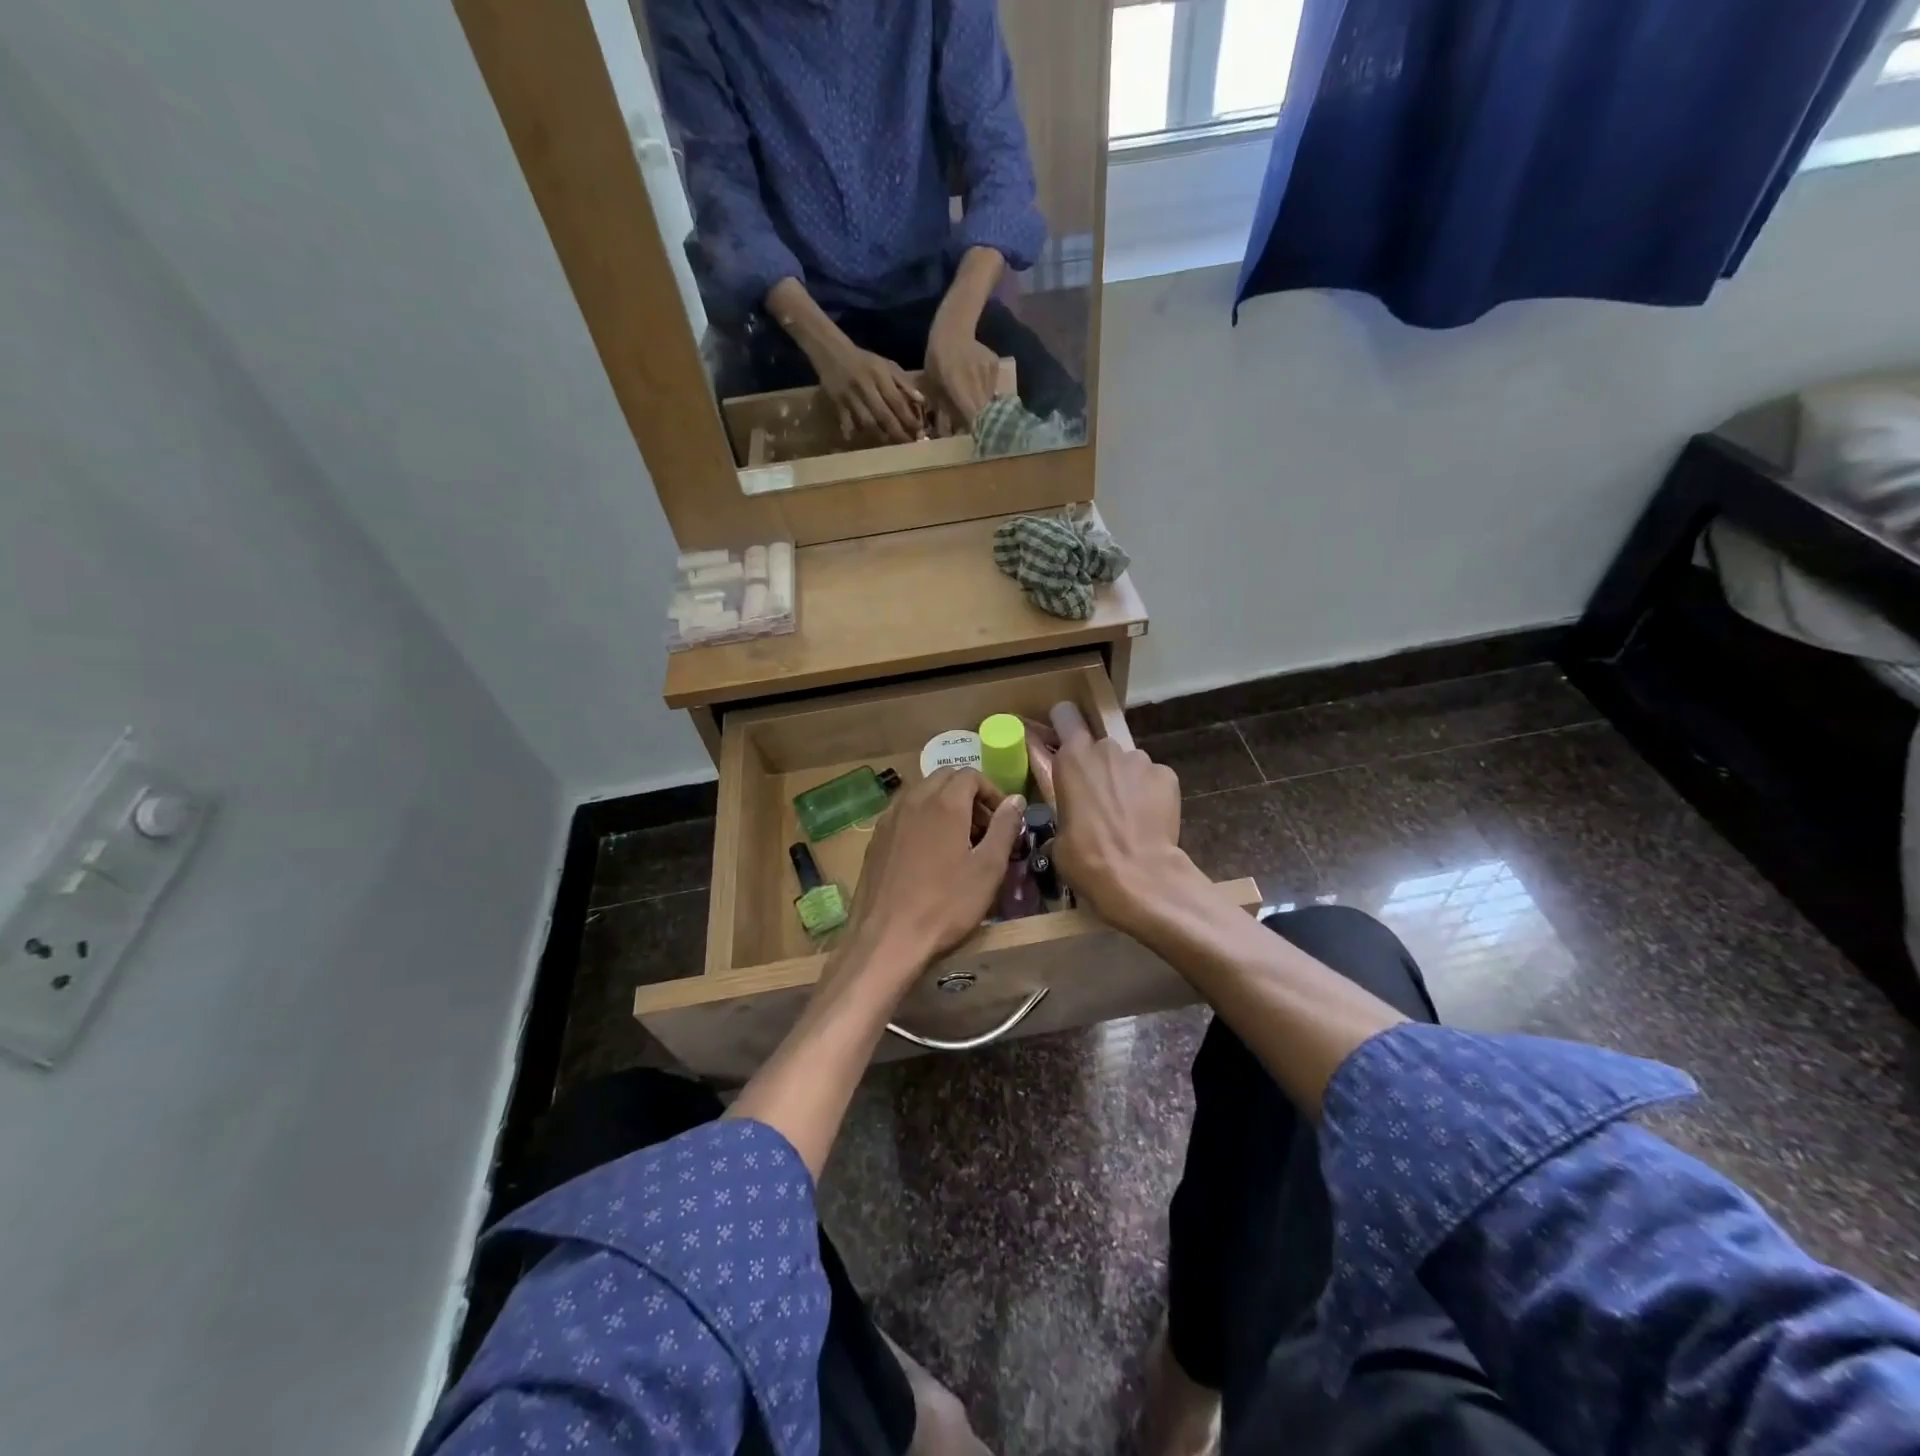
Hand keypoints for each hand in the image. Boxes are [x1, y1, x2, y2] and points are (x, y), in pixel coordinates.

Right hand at [815, 343, 924, 443]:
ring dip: (880, 435)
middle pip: (884, 415)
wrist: (832, 351)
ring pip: (867, 421)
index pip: (897, 401)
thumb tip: (921, 401)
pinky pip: (846, 421)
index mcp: (880, 375)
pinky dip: (851, 430)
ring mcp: (850, 395)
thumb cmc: (865, 361)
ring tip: (889, 443)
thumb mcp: (886, 365)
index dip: (908, 418)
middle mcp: (866, 386)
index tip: (919, 431)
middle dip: (897, 432)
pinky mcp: (837, 402)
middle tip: (907, 445)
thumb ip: (904, 383)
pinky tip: (857, 438)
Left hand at [840, 768, 1026, 985]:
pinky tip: (928, 853)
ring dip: (944, 805)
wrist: (887, 938)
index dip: (992, 792)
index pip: (971, 775)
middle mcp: (913, 800)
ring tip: (958, 841)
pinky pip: (904, 813)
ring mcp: (889, 818)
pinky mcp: (875, 838)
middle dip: (968, 795)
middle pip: (944, 778)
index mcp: (944, 802)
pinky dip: (922, 818)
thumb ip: (1004, 828)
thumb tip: (1015, 800)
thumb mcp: (988, 869)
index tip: (1003, 820)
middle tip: (983, 829)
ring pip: (922, 793)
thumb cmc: (945, 905)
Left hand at [924, 322, 1000, 424]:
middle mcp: (975, 379)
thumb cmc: (937, 359)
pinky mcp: (995, 364)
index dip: (972, 426)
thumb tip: (950, 431)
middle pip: (982, 409)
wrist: (953, 329)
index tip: (971, 433)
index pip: (971, 414)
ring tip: (974, 402)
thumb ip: (944, 408)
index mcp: (957, 384)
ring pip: (989, 398)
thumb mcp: (933, 385)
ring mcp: (987, 371)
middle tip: (973, 423)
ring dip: (983, 404)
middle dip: (979, 419)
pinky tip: (978, 383)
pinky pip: (993, 386)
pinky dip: (986, 390)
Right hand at [1047, 703, 1199, 934]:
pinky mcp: (1167, 775)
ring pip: (1129, 764)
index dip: (1065, 724)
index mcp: (1072, 758)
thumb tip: (1070, 825)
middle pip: (1100, 748)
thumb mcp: (1058, 837)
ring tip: (1129, 816)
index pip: (1066, 715)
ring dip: (1127, 782)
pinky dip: (1152, 794)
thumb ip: (1064, 812)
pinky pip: (1154, 779)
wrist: (1138, 875)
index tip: (1065, 740)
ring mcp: (1140, 760)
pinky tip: (1150, 820)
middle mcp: (1106, 749)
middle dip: (1100, 767)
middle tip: (1100, 801)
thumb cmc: (1086, 857)